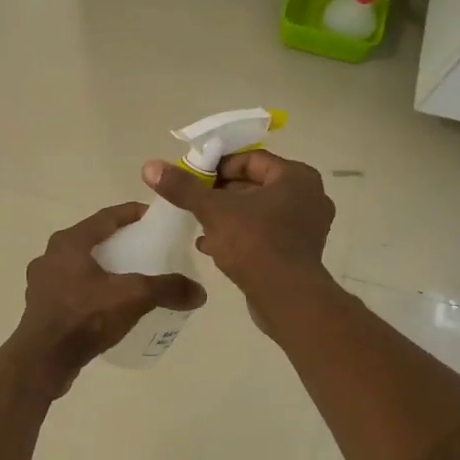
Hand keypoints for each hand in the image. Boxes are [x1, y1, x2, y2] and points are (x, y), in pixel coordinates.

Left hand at [2, 202, 206, 387]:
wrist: (42, 361)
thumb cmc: (84, 317)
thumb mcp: (133, 298)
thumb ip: (167, 289)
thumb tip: (199, 292)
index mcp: (69, 242)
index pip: (106, 217)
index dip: (132, 214)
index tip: (154, 217)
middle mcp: (51, 255)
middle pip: (93, 240)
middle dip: (119, 242)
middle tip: (146, 249)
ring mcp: (42, 282)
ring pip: (80, 266)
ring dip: (104, 268)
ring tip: (129, 279)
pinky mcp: (41, 307)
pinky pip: (72, 289)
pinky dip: (92, 291)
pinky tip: (107, 306)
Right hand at [142, 150, 334, 293]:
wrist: (287, 299)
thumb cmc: (254, 243)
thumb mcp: (213, 210)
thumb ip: (183, 187)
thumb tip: (150, 166)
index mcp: (296, 177)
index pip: (251, 159)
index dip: (218, 165)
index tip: (193, 177)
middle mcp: (308, 196)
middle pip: (254, 184)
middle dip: (220, 193)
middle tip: (192, 200)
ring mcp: (306, 226)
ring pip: (257, 211)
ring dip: (227, 216)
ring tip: (197, 223)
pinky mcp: (299, 252)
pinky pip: (264, 233)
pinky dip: (239, 235)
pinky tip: (209, 245)